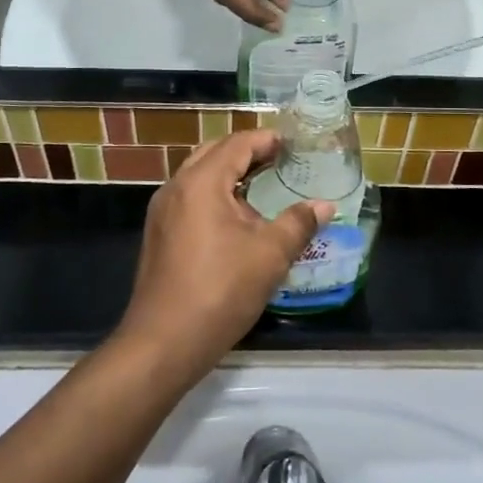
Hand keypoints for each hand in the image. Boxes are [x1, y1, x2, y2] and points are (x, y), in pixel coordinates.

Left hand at [115, 130, 334, 378]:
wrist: (164, 343)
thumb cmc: (221, 291)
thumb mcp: (270, 255)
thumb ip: (298, 223)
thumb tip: (324, 205)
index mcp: (202, 182)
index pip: (237, 144)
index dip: (266, 140)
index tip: (293, 145)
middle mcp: (176, 187)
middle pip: (214, 153)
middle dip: (247, 152)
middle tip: (280, 160)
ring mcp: (162, 212)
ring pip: (199, 176)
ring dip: (229, 173)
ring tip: (262, 185)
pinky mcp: (159, 234)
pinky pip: (190, 198)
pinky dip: (215, 194)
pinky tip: (236, 218)